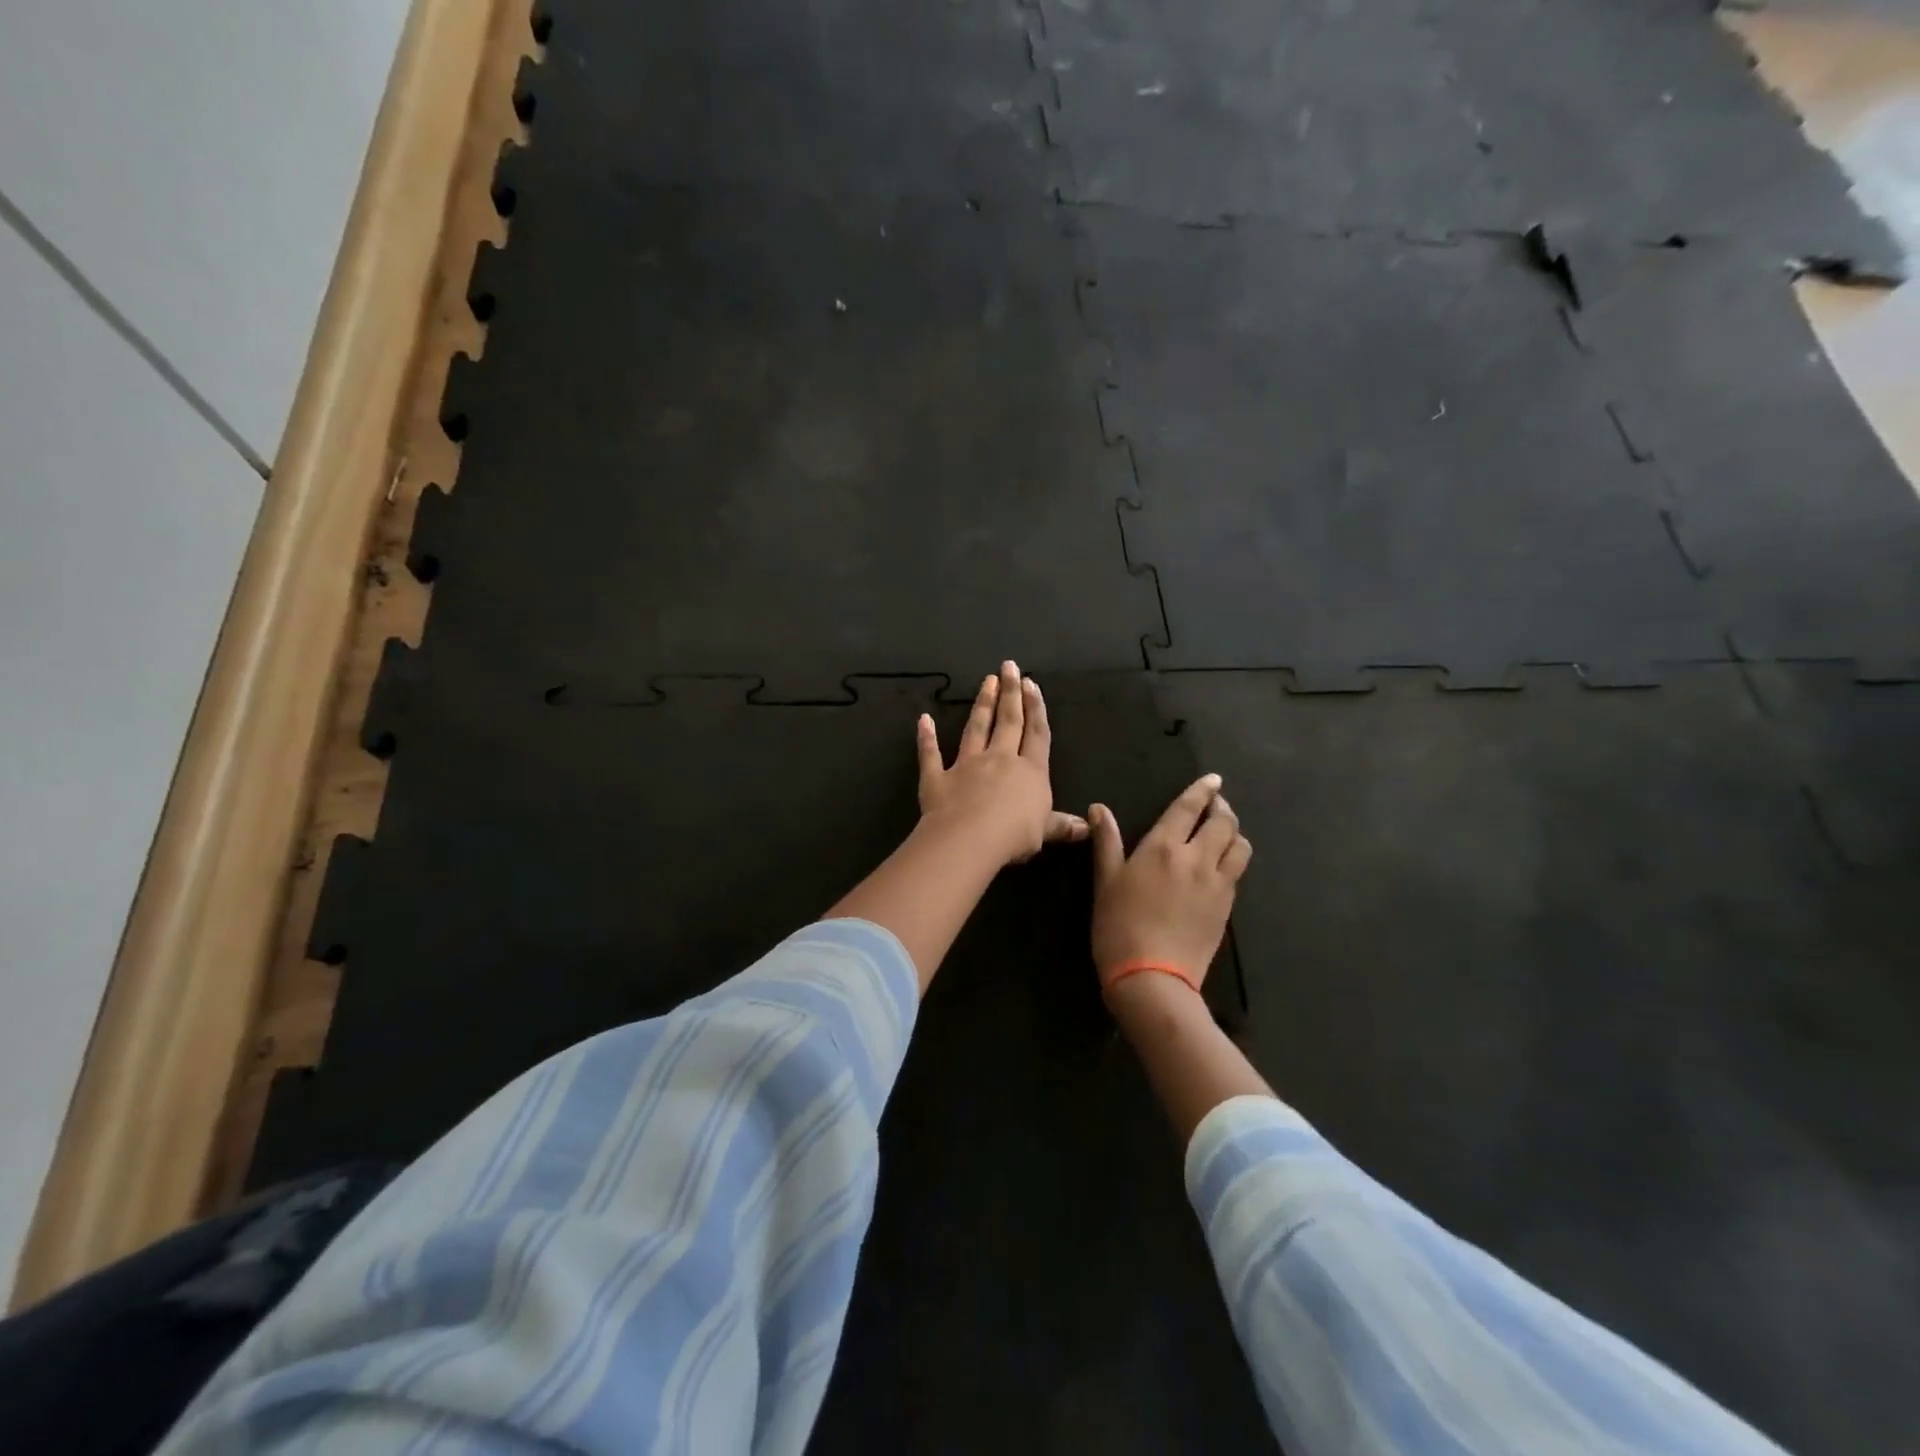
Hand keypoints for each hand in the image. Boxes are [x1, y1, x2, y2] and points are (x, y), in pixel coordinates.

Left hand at [916, 661, 1088, 866]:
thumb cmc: (1014, 834)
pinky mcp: (938, 777)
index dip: (1035, 708)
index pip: (1036, 734)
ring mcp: (966, 765)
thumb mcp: (1045, 831)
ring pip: (976, 729)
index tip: (1031, 684)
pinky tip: (924, 720)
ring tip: (986, 681)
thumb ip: (1062, 825)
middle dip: (1010, 693)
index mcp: (1030, 771)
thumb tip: (1086, 827)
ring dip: (982, 704)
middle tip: (1009, 667)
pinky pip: (931, 754)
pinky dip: (926, 737)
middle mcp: (999, 760)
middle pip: (1008, 721)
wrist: (970, 838)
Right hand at [1089, 774, 1251, 991]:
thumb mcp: (1106, 882)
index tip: (1213, 780)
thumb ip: (1107, 842)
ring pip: (1239, 846)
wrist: (1152, 977)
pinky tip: (1222, 865)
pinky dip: (1234, 859)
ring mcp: (1216, 884)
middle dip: (1222, 808)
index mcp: (1163, 847)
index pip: (1188, 809)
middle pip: (1223, 823)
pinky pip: (1238, 872)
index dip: (1202, 791)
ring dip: (1234, 833)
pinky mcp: (1227, 907)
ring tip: (1224, 833)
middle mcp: (1196, 859)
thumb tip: (1099, 808)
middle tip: (1216, 805)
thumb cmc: (1119, 926)